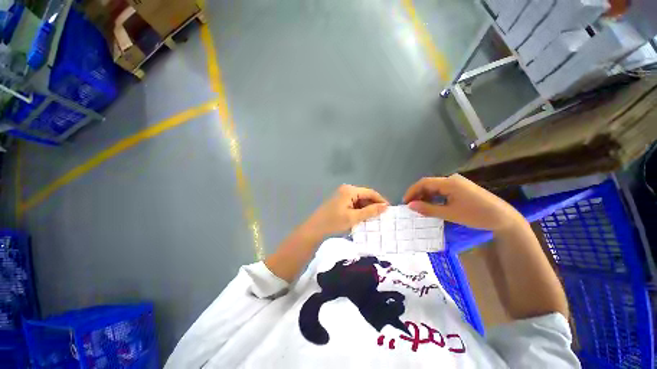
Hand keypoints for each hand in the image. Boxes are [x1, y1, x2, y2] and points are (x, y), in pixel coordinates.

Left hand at [304, 185, 388, 238]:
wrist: (315, 229)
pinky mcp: (340, 200)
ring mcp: (342, 194)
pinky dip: (359, 209)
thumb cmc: (334, 222)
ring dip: (366, 208)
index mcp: (350, 190)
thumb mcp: (353, 218)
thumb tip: (385, 206)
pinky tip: (362, 217)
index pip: (370, 192)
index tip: (389, 210)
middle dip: (373, 205)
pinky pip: (353, 203)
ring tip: (373, 218)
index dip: (380, 200)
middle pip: (365, 195)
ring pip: (359, 200)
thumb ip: (370, 211)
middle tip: (382, 216)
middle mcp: (346, 189)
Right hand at [403, 174, 522, 230]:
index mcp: (449, 182)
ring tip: (420, 208)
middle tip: (411, 207)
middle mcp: (451, 179)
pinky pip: (442, 191)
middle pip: (428, 184)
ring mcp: (457, 183)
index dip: (412, 191)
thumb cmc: (476, 215)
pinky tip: (432, 206)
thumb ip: (428, 209)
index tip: (405, 203)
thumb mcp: (450, 214)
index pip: (424, 182)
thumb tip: (410, 206)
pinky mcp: (461, 188)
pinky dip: (434, 198)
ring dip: (425, 196)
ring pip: (435, 187)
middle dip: (417, 194)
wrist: (504, 218)